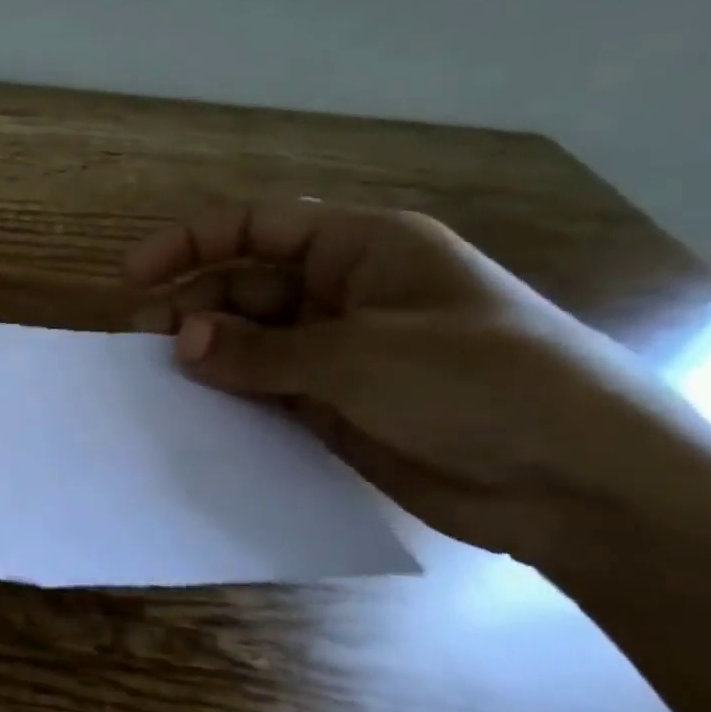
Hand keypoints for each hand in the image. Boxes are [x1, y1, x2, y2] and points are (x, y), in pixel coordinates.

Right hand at [124, 200, 691, 561]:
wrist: (576, 485)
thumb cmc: (478, 384)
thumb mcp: (360, 356)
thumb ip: (259, 351)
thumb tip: (180, 343)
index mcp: (362, 250)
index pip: (258, 226)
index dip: (191, 242)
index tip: (134, 277)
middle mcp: (342, 293)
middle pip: (243, 285)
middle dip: (191, 307)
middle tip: (141, 344)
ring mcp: (336, 352)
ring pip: (247, 340)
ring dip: (203, 354)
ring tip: (157, 379)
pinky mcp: (330, 404)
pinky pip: (261, 388)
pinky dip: (226, 395)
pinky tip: (191, 409)